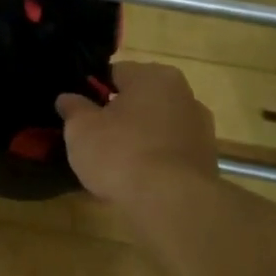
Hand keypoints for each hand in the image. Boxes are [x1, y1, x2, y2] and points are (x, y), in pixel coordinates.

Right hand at [56, 61, 218, 204]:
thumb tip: (67, 98)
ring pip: (158, 125)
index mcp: (153, 76)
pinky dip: (157, 159)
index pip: (115, 73)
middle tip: (96, 137)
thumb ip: (73, 108)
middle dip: (120, 114)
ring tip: (117, 163)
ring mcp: (200, 127)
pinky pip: (171, 151)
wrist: (173, 203)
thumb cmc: (121, 153)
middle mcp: (183, 93)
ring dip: (140, 137)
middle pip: (140, 98)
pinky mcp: (208, 159)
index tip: (80, 113)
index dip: (94, 91)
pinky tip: (140, 179)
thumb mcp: (81, 129)